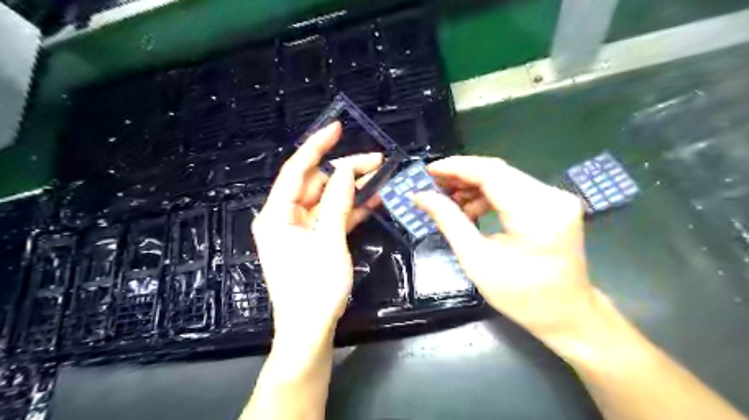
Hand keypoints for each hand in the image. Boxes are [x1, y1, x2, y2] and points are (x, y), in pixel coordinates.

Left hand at [254, 123, 379, 344]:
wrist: (310, 331)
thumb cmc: (314, 289)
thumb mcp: (329, 242)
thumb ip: (336, 203)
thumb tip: (345, 170)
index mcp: (276, 215)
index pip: (296, 170)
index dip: (317, 146)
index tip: (337, 128)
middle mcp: (284, 217)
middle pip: (316, 184)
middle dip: (345, 171)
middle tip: (376, 161)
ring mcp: (300, 230)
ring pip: (327, 199)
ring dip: (351, 189)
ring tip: (379, 175)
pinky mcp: (314, 240)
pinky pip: (332, 217)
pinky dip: (350, 209)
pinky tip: (372, 198)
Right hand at [415, 156, 597, 343]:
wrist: (567, 314)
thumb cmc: (521, 296)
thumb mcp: (476, 260)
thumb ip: (449, 221)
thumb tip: (421, 196)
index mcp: (536, 213)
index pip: (491, 173)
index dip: (456, 167)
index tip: (428, 171)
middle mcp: (551, 197)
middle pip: (498, 171)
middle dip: (461, 176)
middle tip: (433, 185)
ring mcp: (556, 198)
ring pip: (504, 178)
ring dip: (473, 186)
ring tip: (448, 200)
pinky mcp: (553, 203)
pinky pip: (513, 189)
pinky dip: (488, 195)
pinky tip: (470, 209)